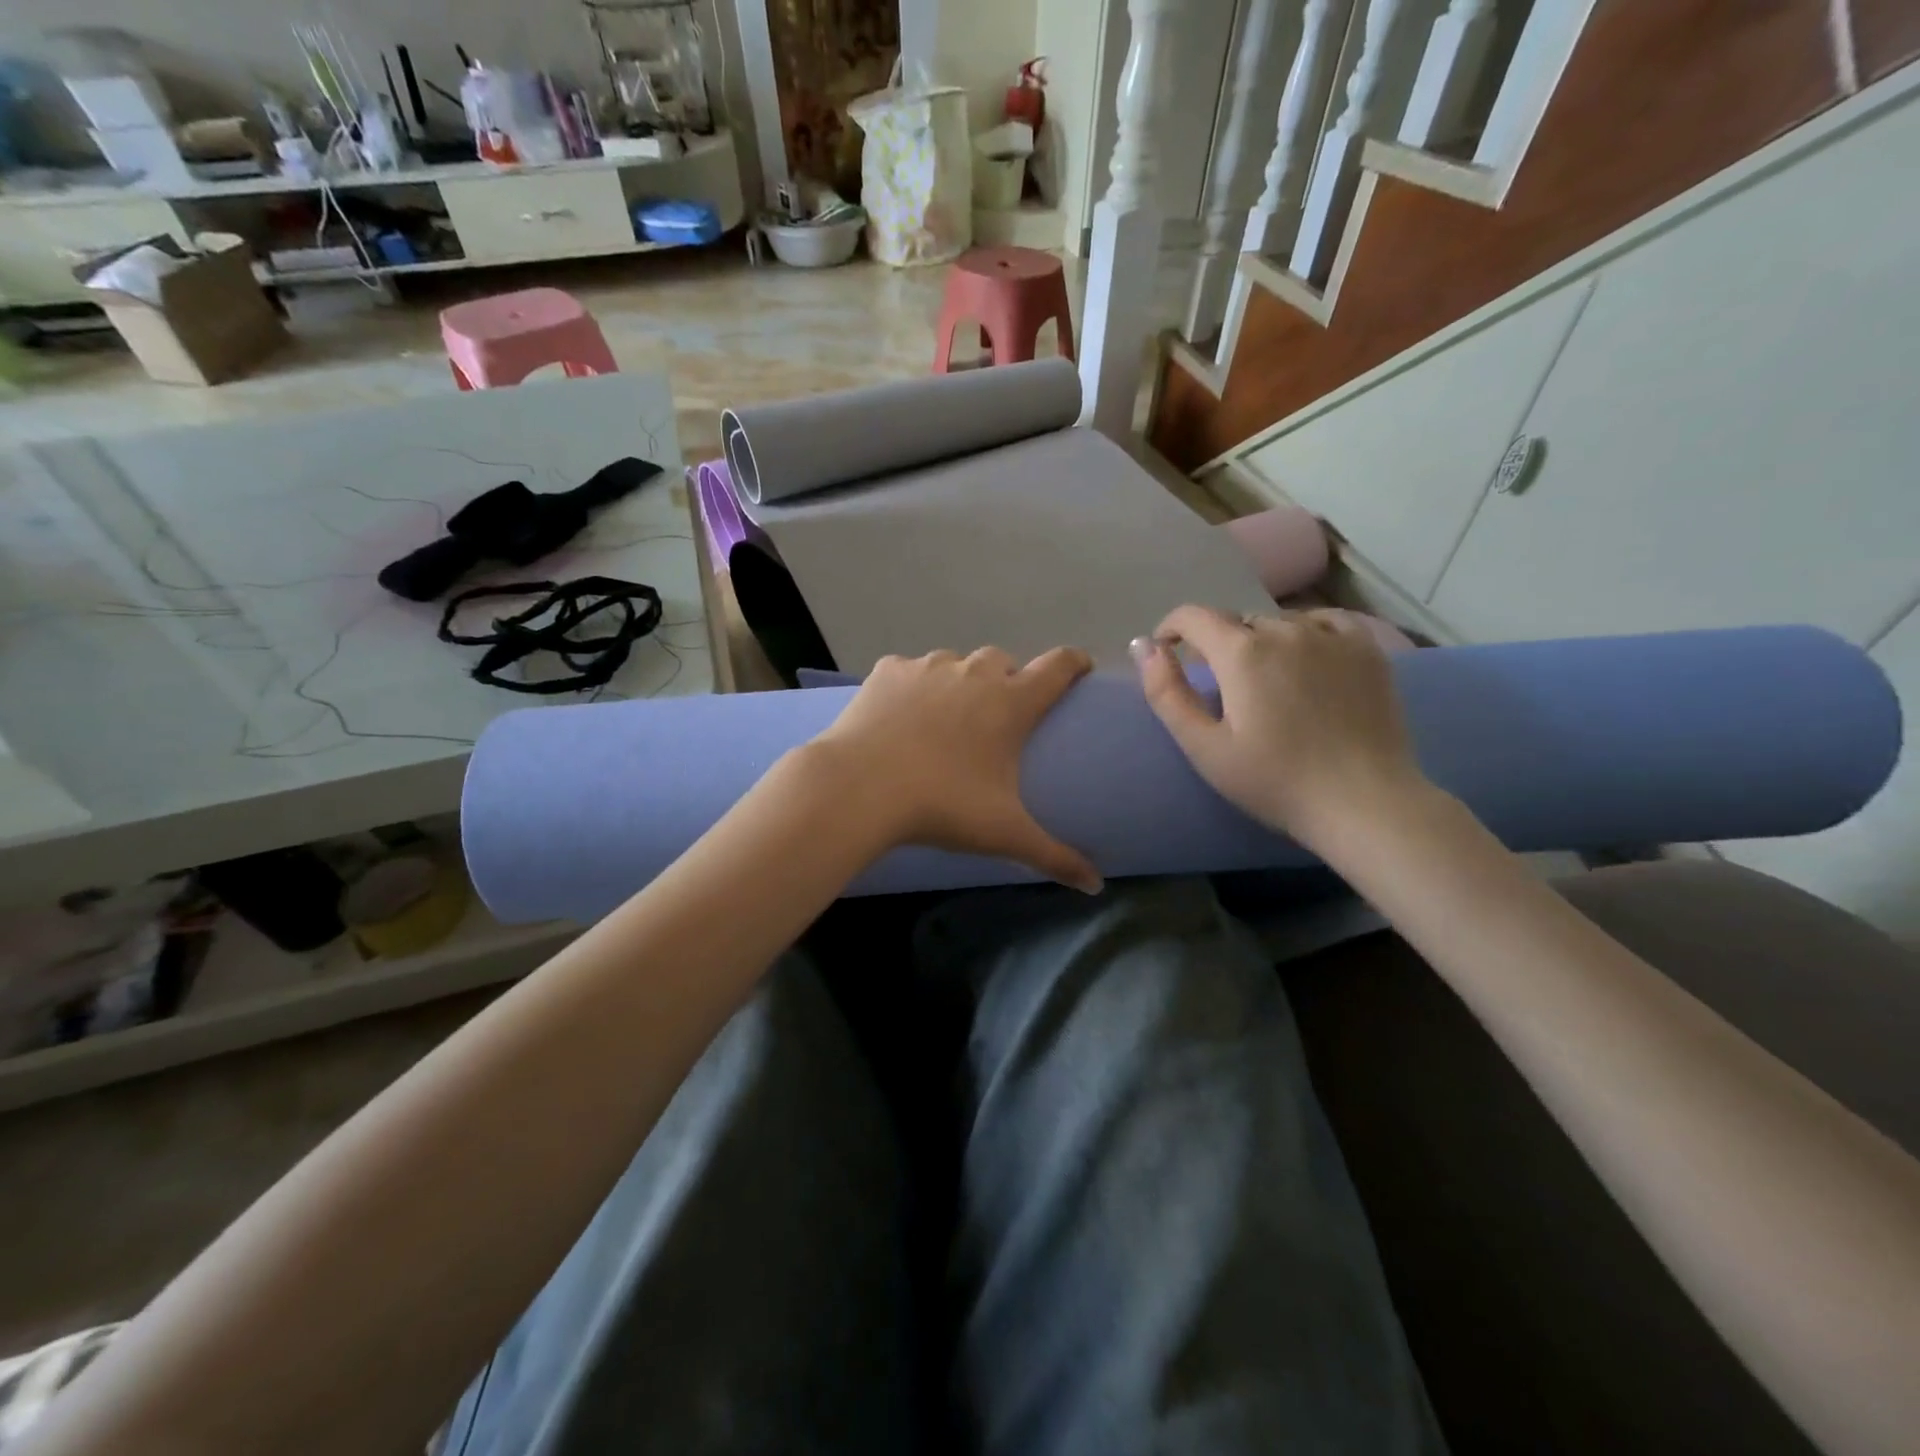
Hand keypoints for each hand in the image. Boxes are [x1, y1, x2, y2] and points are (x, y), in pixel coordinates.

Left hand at [809, 646, 1102, 891]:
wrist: (859, 787)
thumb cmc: (942, 805)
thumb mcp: (1004, 835)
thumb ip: (1055, 857)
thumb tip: (1096, 886)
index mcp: (1012, 702)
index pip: (1058, 667)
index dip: (1075, 663)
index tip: (1080, 670)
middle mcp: (974, 673)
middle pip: (1004, 661)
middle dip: (1008, 680)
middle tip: (999, 716)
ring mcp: (928, 667)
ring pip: (956, 662)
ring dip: (960, 681)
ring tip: (947, 717)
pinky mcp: (888, 670)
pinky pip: (910, 670)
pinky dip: (913, 686)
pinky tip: (901, 715)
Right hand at [1133, 605, 1431, 852]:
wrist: (1363, 803)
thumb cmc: (1275, 781)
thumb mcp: (1204, 747)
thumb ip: (1166, 692)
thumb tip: (1142, 645)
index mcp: (1241, 652)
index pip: (1194, 616)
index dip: (1172, 629)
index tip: (1168, 652)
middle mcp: (1285, 630)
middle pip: (1237, 623)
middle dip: (1219, 645)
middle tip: (1222, 688)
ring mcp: (1332, 635)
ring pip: (1280, 623)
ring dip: (1262, 643)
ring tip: (1267, 681)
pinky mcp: (1367, 649)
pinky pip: (1325, 623)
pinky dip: (1306, 634)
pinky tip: (1309, 661)